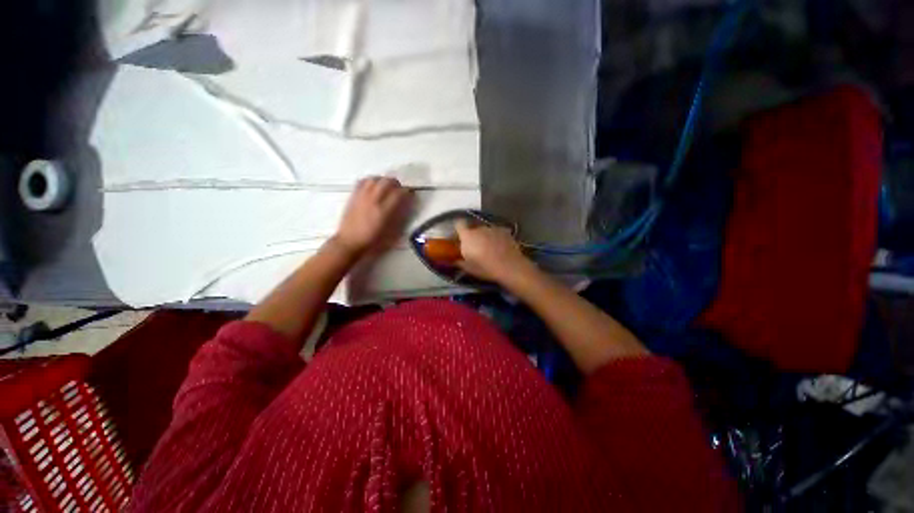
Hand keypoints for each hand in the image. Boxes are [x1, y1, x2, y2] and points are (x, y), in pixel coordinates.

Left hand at [334, 177, 413, 255]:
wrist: (349, 242)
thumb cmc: (372, 241)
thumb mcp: (390, 233)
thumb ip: (399, 218)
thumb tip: (406, 206)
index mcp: (383, 211)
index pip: (398, 193)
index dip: (407, 192)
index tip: (411, 194)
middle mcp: (373, 200)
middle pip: (387, 181)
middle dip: (396, 184)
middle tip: (400, 190)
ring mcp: (362, 197)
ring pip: (375, 178)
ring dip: (383, 180)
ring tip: (387, 187)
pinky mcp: (353, 196)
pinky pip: (362, 181)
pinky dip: (371, 181)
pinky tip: (374, 186)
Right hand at [454, 220, 533, 283]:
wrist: (510, 267)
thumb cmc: (486, 268)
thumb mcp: (469, 269)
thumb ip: (459, 262)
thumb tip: (454, 260)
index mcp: (468, 236)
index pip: (459, 224)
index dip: (458, 230)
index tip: (459, 237)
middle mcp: (479, 228)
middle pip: (472, 228)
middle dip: (472, 236)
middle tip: (474, 247)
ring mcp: (493, 228)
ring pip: (485, 230)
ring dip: (484, 237)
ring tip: (489, 249)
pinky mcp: (504, 231)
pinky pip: (496, 232)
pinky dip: (495, 238)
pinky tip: (499, 247)